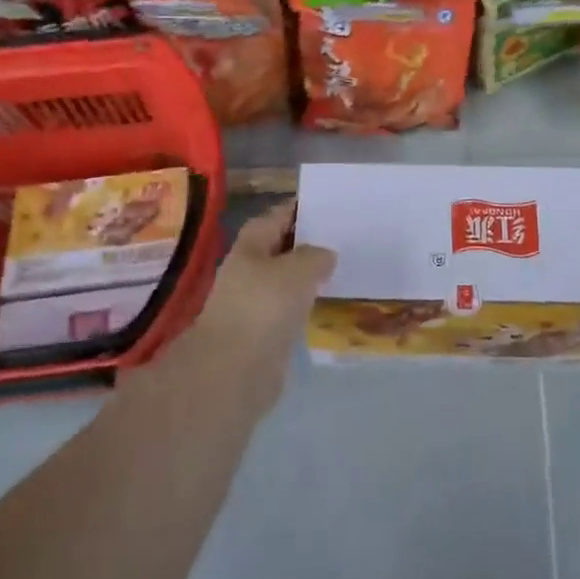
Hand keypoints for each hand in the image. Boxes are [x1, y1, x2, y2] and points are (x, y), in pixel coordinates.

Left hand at [176, 201, 335, 406]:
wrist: (234, 372)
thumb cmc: (263, 308)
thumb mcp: (299, 269)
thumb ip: (316, 255)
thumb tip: (325, 255)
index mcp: (251, 245)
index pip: (278, 215)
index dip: (301, 208)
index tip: (331, 206)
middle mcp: (249, 269)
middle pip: (282, 247)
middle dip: (309, 242)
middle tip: (345, 237)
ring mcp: (255, 302)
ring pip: (288, 279)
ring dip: (310, 275)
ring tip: (344, 267)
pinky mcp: (265, 332)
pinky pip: (291, 308)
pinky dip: (308, 303)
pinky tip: (331, 302)